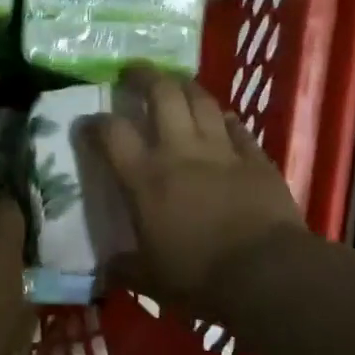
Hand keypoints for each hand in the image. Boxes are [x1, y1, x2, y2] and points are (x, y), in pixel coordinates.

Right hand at [91, 67, 305, 315]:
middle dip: (144, 77)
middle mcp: (180, 152)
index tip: (88, 122)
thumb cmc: (199, 277)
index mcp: (145, 179)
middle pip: (161, 94)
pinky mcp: (255, 159)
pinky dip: (224, 119)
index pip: (112, 134)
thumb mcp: (150, 280)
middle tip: (133, 74)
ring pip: (201, 100)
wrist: (267, 274)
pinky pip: (236, 127)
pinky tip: (220, 119)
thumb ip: (125, 269)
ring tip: (174, 83)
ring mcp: (222, 150)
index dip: (95, 122)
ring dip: (184, 86)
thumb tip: (107, 270)